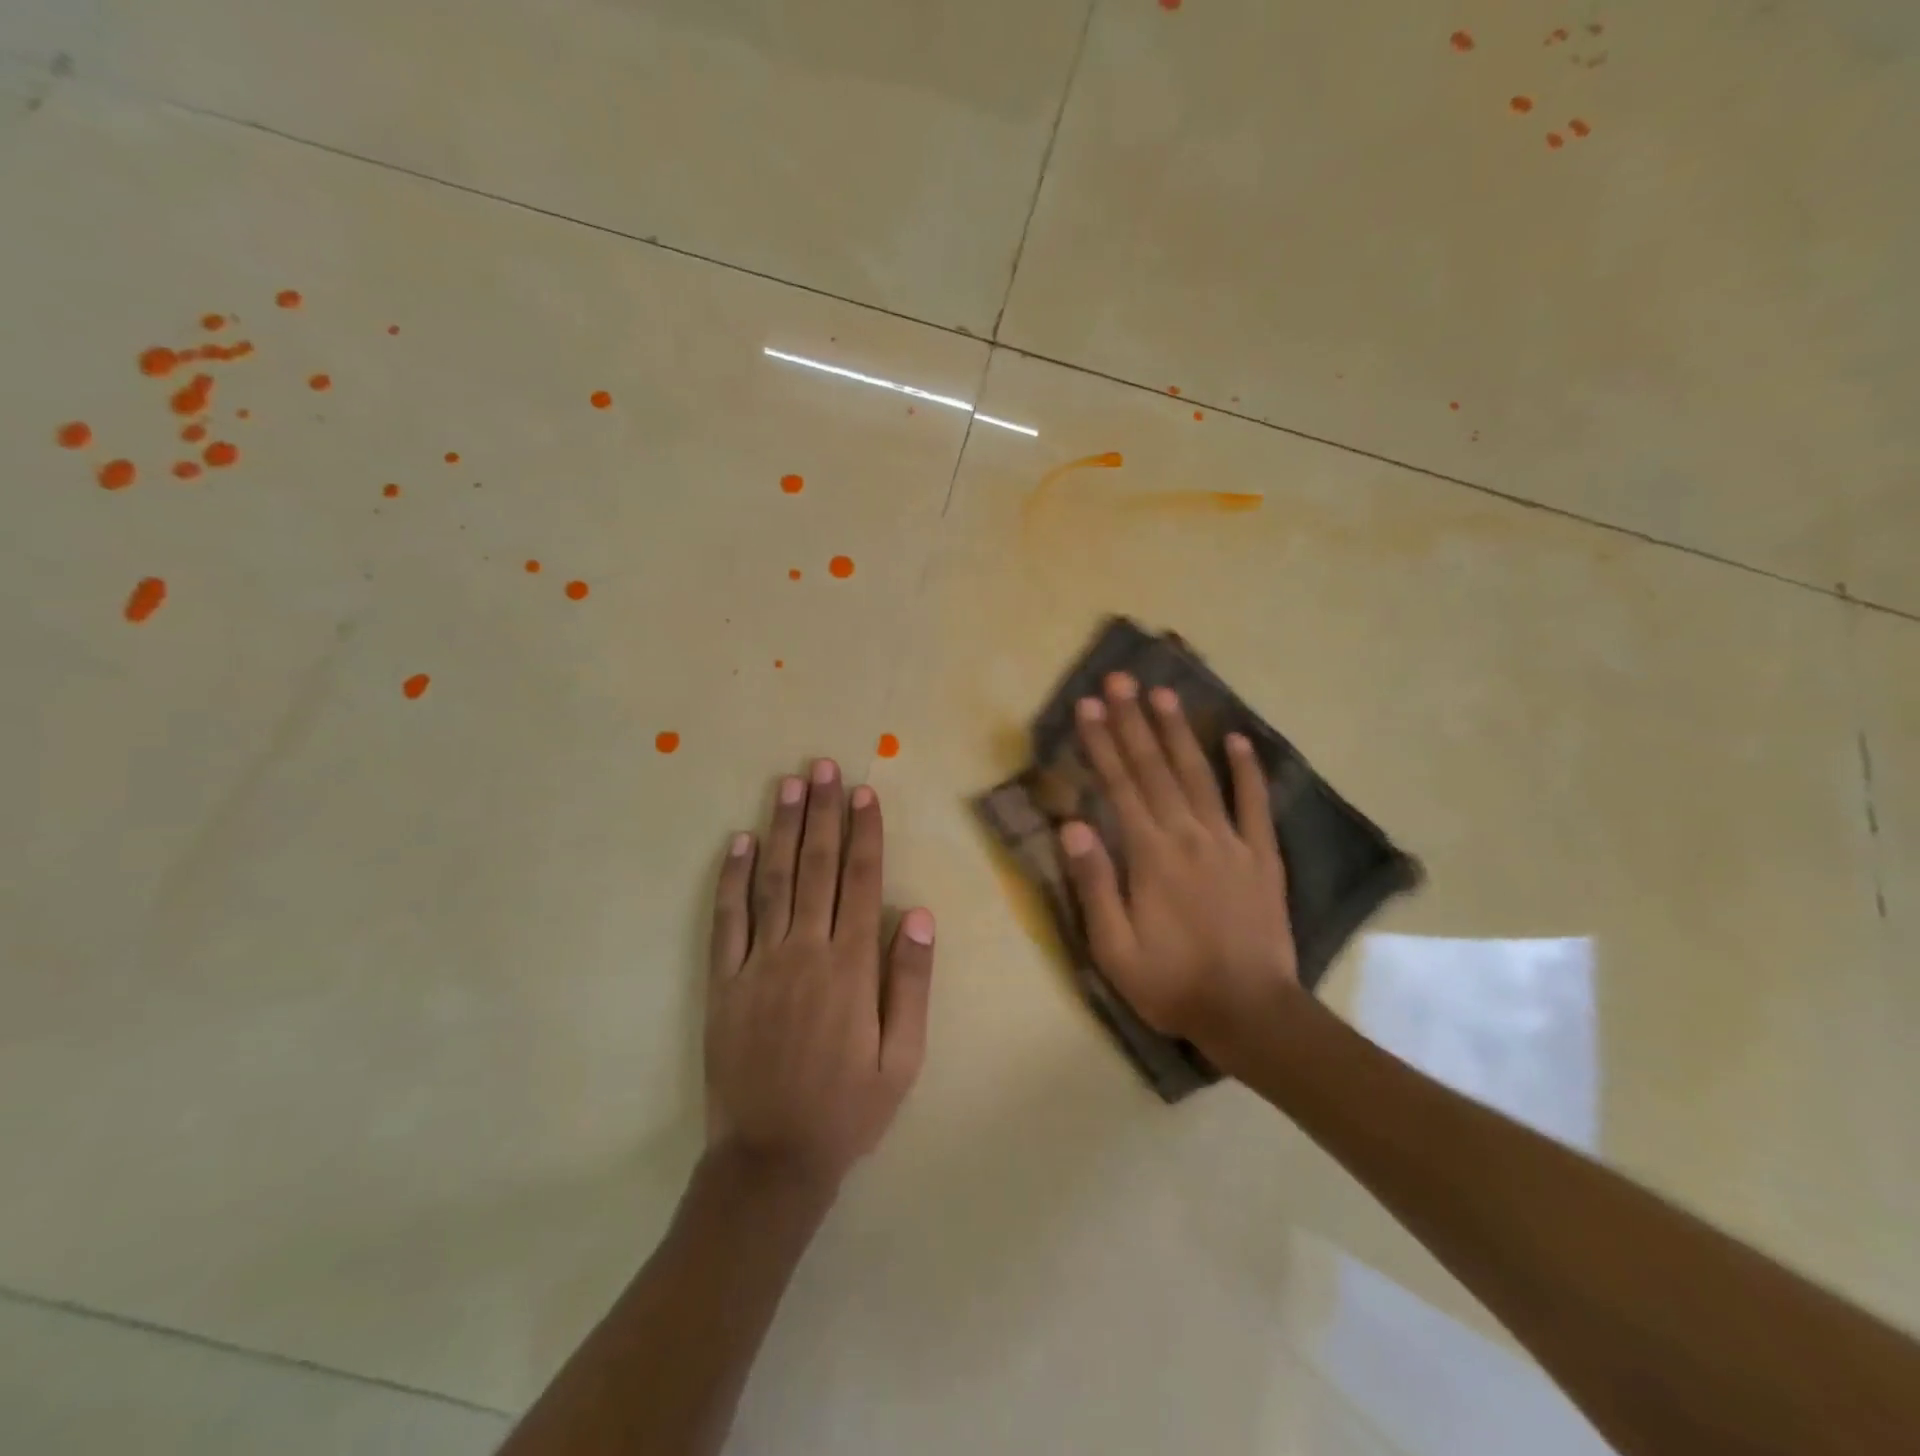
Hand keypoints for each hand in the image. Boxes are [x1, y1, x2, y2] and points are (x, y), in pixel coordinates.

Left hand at [705, 760, 934, 1191]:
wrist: (771, 1160)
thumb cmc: (849, 1108)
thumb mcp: (903, 1057)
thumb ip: (910, 982)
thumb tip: (917, 913)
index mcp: (852, 966)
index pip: (861, 881)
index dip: (864, 833)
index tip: (864, 792)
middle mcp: (804, 951)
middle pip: (815, 866)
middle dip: (823, 812)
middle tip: (824, 766)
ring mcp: (758, 963)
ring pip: (771, 880)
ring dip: (781, 828)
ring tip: (788, 784)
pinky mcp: (722, 982)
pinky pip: (726, 920)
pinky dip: (730, 878)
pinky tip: (736, 842)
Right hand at [1058, 673, 1297, 1057]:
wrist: (1251, 1013)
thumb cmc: (1172, 984)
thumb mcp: (1114, 949)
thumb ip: (1094, 885)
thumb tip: (1072, 825)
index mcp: (1150, 855)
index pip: (1120, 786)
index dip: (1101, 743)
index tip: (1087, 706)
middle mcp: (1189, 836)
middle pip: (1156, 768)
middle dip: (1134, 721)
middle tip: (1120, 681)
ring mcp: (1230, 842)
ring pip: (1199, 775)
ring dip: (1179, 733)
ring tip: (1164, 694)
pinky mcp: (1262, 857)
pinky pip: (1254, 805)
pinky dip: (1247, 770)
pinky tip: (1237, 740)